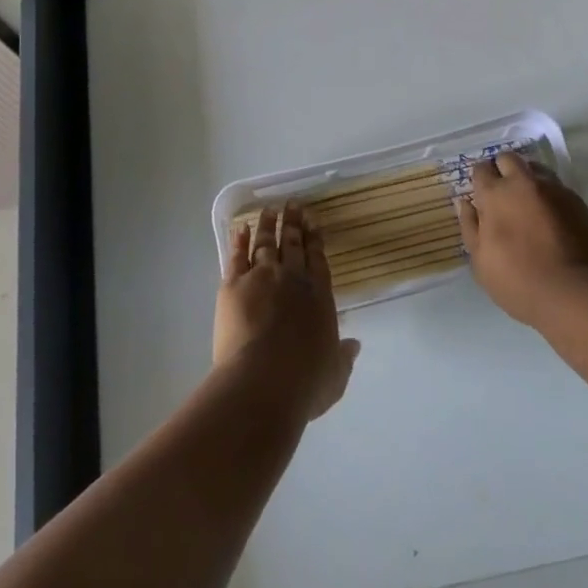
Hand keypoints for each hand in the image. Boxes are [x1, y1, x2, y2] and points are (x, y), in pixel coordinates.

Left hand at [214, 203, 359, 420]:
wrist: (262, 382)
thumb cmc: (304, 383)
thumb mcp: (334, 376)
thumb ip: (343, 358)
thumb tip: (354, 345)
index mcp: (319, 296)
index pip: (318, 259)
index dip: (315, 239)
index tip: (312, 221)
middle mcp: (292, 279)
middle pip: (293, 244)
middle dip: (293, 223)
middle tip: (292, 204)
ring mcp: (262, 277)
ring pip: (266, 243)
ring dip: (268, 225)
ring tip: (269, 209)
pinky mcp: (234, 285)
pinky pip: (237, 257)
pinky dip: (239, 241)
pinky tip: (240, 229)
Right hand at [458, 151, 587, 325]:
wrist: (574, 294)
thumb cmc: (518, 282)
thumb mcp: (481, 262)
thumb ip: (470, 227)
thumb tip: (465, 203)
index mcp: (495, 195)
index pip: (481, 169)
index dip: (480, 179)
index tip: (482, 195)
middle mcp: (523, 183)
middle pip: (508, 158)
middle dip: (503, 170)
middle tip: (504, 194)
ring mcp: (553, 190)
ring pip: (536, 168)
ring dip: (528, 179)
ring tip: (530, 203)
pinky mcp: (578, 202)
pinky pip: (558, 188)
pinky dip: (550, 196)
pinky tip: (552, 218)